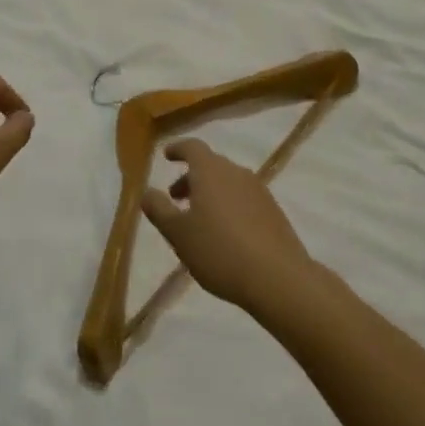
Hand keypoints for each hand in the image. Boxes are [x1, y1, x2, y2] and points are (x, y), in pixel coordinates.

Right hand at [141, 139, 313, 314]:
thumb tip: (146, 191)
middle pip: (210, 165)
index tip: (166, 155)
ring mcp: (259, 191)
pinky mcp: (274, 212)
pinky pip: (244, 199)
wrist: (278, 278)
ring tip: (199, 221)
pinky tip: (225, 235)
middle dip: (191, 178)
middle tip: (176, 199)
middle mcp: (236, 172)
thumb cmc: (219, 251)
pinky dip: (229, 206)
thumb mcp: (178, 234)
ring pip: (227, 183)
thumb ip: (159, 209)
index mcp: (211, 171)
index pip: (192, 147)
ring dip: (210, 194)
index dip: (177, 149)